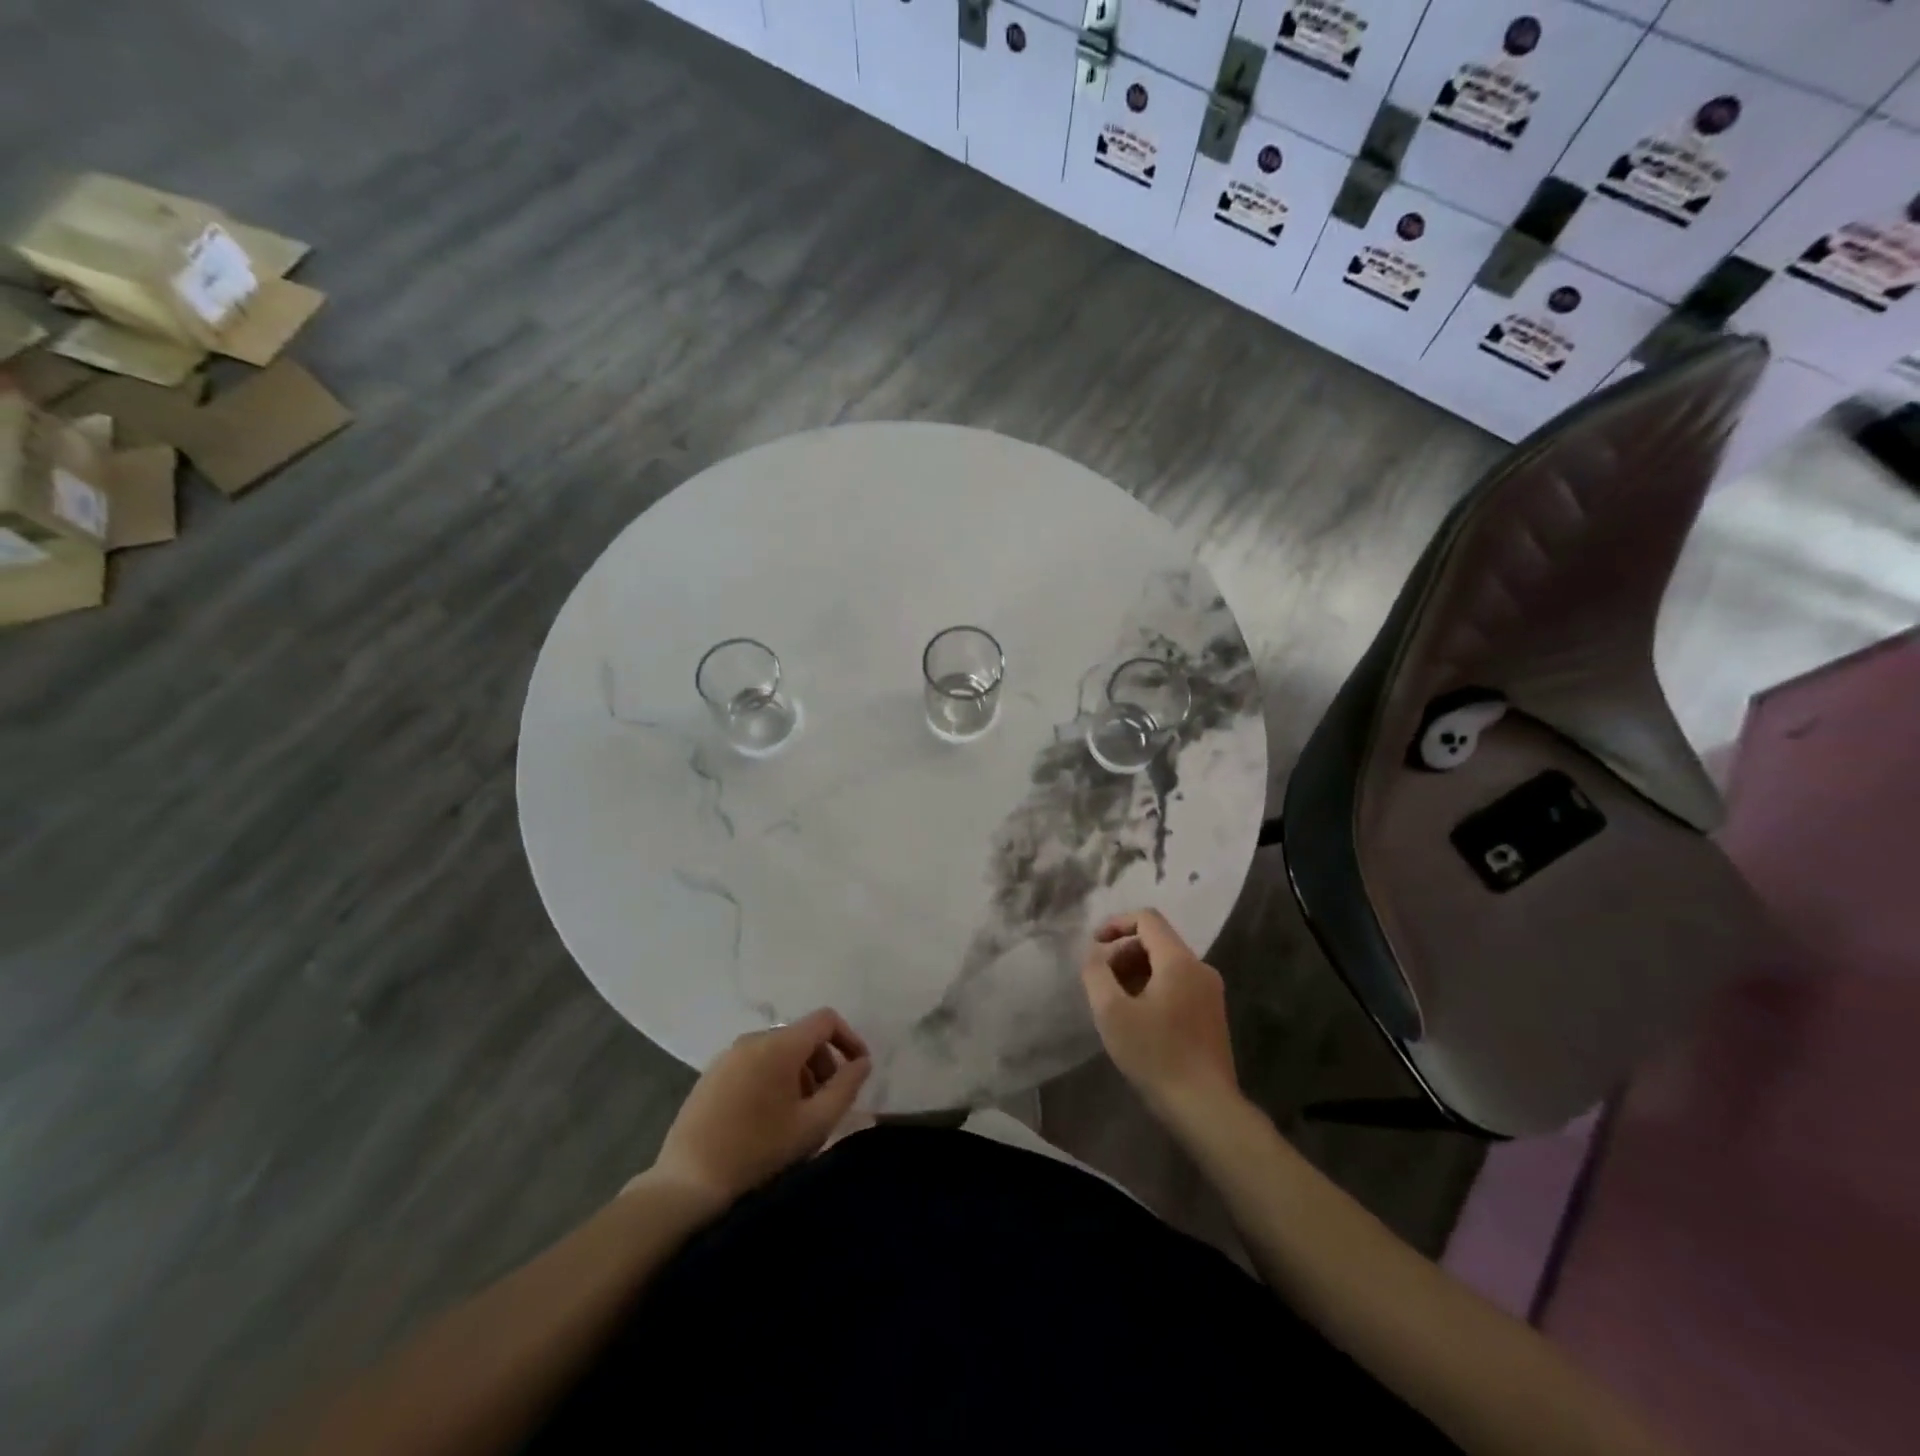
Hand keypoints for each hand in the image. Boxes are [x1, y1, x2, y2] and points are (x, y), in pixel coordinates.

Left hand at [648, 1009, 871, 1207]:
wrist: (687, 1184)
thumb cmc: (759, 1152)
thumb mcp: (814, 1124)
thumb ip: (845, 1087)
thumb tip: (862, 1062)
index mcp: (780, 1044)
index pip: (826, 1020)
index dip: (849, 1039)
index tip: (858, 1071)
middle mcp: (753, 1038)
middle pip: (802, 1036)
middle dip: (823, 1063)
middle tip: (826, 1103)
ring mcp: (728, 1055)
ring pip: (778, 1051)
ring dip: (798, 1074)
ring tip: (798, 1115)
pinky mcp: (711, 1074)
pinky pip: (754, 1063)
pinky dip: (772, 1079)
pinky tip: (767, 1118)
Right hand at [1080, 910, 1237, 1122]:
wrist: (1205, 1108)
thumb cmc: (1155, 1055)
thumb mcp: (1111, 1012)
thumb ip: (1096, 973)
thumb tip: (1094, 953)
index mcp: (1179, 960)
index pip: (1147, 919)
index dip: (1116, 924)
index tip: (1094, 945)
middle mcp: (1200, 968)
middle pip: (1157, 941)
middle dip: (1123, 952)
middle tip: (1100, 980)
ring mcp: (1210, 993)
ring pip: (1167, 964)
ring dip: (1136, 972)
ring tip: (1114, 1001)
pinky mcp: (1212, 1015)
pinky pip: (1178, 985)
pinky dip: (1153, 988)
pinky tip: (1137, 1018)